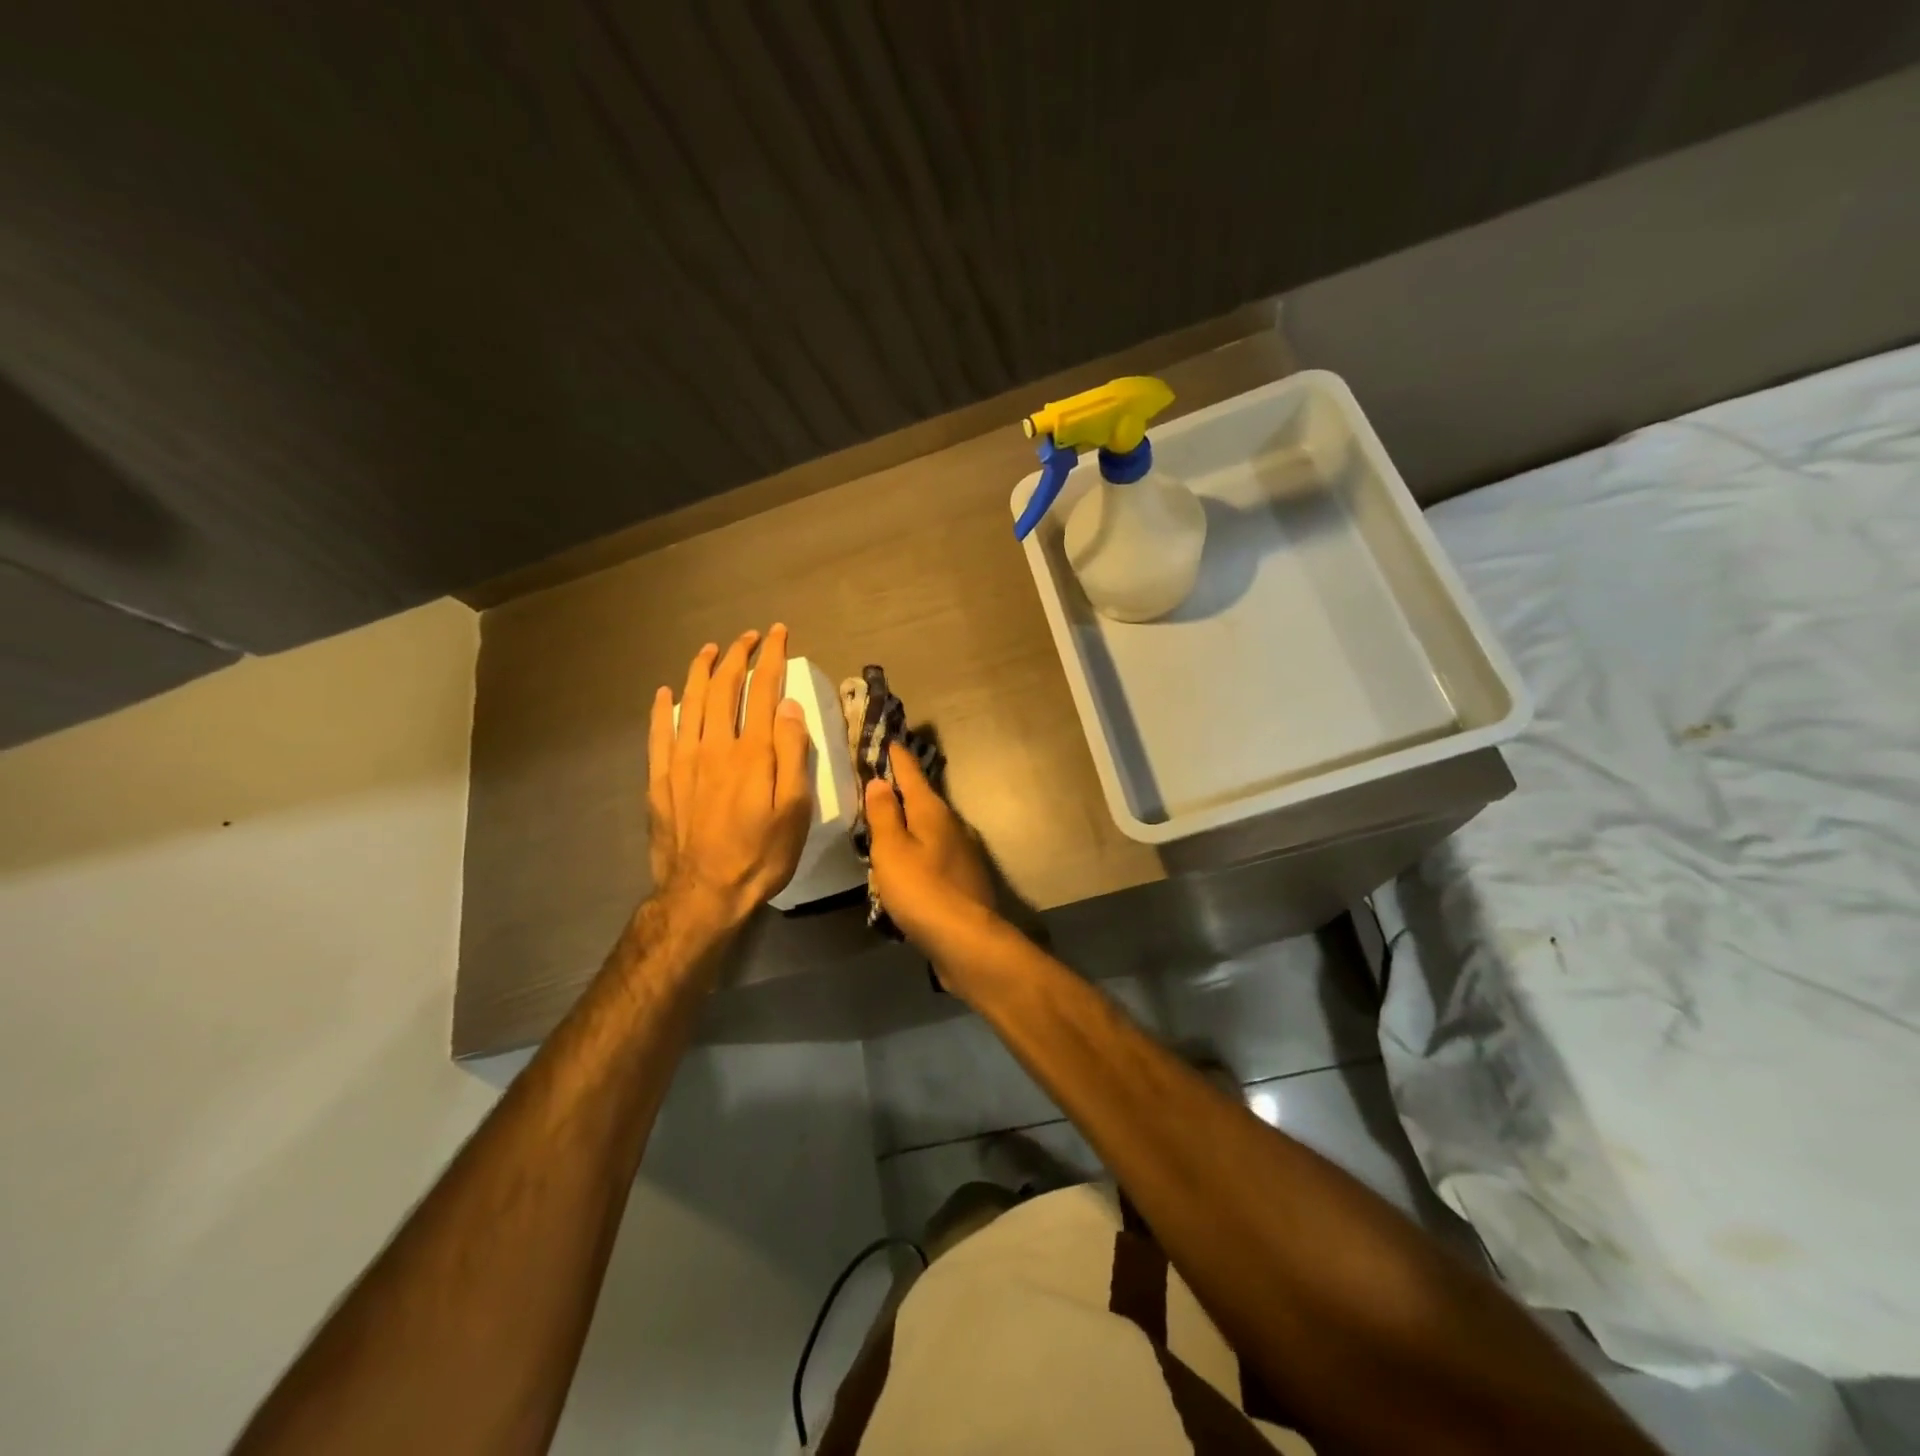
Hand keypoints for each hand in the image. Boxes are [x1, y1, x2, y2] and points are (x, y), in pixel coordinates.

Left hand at [647, 626, 813, 931]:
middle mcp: (715, 746)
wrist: (703, 894)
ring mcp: (682, 761)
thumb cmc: (761, 854)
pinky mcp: (660, 779)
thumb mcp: (795, 810)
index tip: (779, 634)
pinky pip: (658, 733)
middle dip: (737, 656)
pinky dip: (662, 708)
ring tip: (710, 650)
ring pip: (690, 702)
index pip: (763, 690)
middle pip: (724, 688)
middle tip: (748, 637)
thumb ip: (793, 754)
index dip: (772, 658)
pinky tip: (665, 693)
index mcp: (753, 752)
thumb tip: (789, 706)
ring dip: (701, 670)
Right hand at [862, 750, 999, 963]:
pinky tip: (908, 863)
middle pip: (924, 799)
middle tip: (881, 780)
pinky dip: (919, 849)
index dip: (898, 758)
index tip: (890, 740)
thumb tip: (880, 781)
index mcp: (933, 812)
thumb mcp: (892, 850)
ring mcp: (962, 853)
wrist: (967, 941)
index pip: (912, 774)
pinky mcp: (964, 879)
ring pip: (931, 828)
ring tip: (889, 821)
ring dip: (911, 821)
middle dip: (904, 789)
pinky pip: (935, 853)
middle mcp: (953, 825)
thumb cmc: (922, 890)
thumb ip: (884, 815)